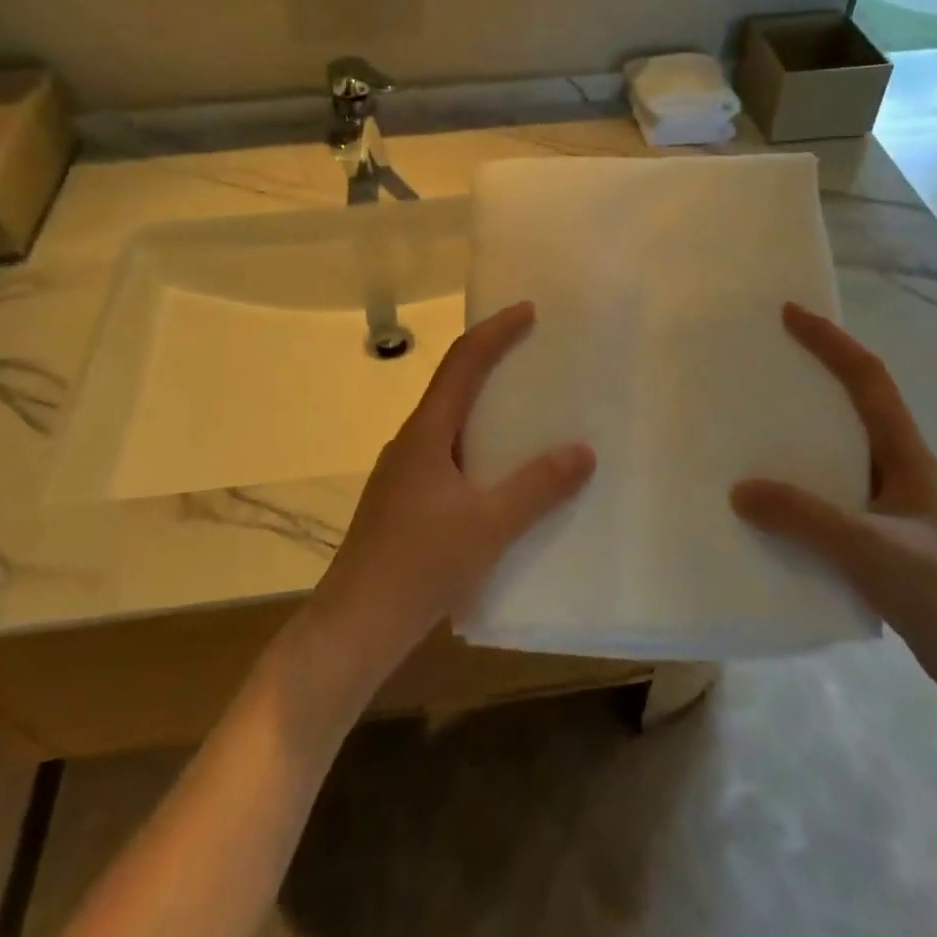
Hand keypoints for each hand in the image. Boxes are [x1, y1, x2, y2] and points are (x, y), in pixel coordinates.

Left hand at [306, 302, 594, 684]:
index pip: (462, 363)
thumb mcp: (489, 526)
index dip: (495, 332)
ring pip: (449, 425)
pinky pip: (446, 457)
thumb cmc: (419, 566)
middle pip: (453, 387)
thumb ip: (537, 488)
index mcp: (426, 434)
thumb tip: (583, 451)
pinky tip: (499, 477)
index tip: (528, 311)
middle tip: (534, 356)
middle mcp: (410, 443)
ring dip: (484, 410)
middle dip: (492, 364)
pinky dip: (476, 447)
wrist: (354, 626)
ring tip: (526, 414)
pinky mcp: (402, 503)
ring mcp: (402, 474)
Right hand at [731, 304, 936, 708]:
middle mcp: (900, 472)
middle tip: (762, 368)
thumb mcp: (872, 548)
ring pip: (839, 459)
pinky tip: (770, 509)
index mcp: (908, 456)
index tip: (791, 314)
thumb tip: (739, 490)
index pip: (868, 380)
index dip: (832, 342)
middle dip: (812, 381)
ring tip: (751, 432)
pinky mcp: (882, 546)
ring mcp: (892, 511)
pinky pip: (831, 503)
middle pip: (853, 409)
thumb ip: (804, 518)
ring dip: (801, 441)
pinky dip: (800, 495)